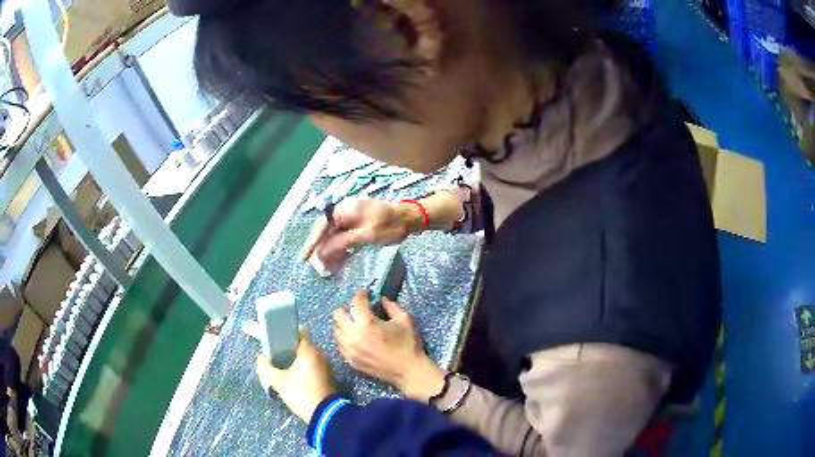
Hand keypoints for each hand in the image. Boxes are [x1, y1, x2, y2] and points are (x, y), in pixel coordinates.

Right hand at [256, 332, 337, 421]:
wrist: (325, 415)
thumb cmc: (301, 393)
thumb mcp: (278, 381)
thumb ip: (266, 367)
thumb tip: (261, 358)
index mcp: (309, 350)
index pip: (299, 332)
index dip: (286, 335)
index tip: (275, 342)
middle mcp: (320, 355)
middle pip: (301, 347)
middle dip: (288, 352)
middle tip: (275, 360)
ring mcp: (326, 367)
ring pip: (307, 359)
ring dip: (295, 363)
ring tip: (282, 372)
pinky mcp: (328, 378)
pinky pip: (313, 369)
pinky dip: (303, 372)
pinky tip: (293, 381)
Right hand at [299, 199, 421, 270]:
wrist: (409, 219)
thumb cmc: (389, 225)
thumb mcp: (365, 235)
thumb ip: (342, 243)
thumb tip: (322, 252)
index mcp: (343, 210)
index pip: (321, 227)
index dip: (312, 244)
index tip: (304, 258)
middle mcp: (344, 213)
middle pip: (327, 233)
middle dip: (323, 251)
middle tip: (320, 269)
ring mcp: (351, 219)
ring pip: (335, 238)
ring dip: (332, 253)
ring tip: (329, 270)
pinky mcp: (358, 226)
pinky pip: (345, 239)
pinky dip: (342, 250)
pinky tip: (340, 263)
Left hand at [334, 292, 445, 400]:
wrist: (408, 371)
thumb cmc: (408, 344)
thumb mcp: (405, 320)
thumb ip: (392, 307)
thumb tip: (382, 300)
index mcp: (367, 323)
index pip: (357, 302)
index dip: (361, 295)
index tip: (366, 294)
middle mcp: (353, 335)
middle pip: (339, 315)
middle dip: (348, 309)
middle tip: (359, 310)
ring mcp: (350, 350)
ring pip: (337, 331)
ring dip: (345, 325)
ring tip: (356, 325)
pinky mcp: (351, 361)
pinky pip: (340, 345)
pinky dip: (345, 339)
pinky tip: (355, 339)